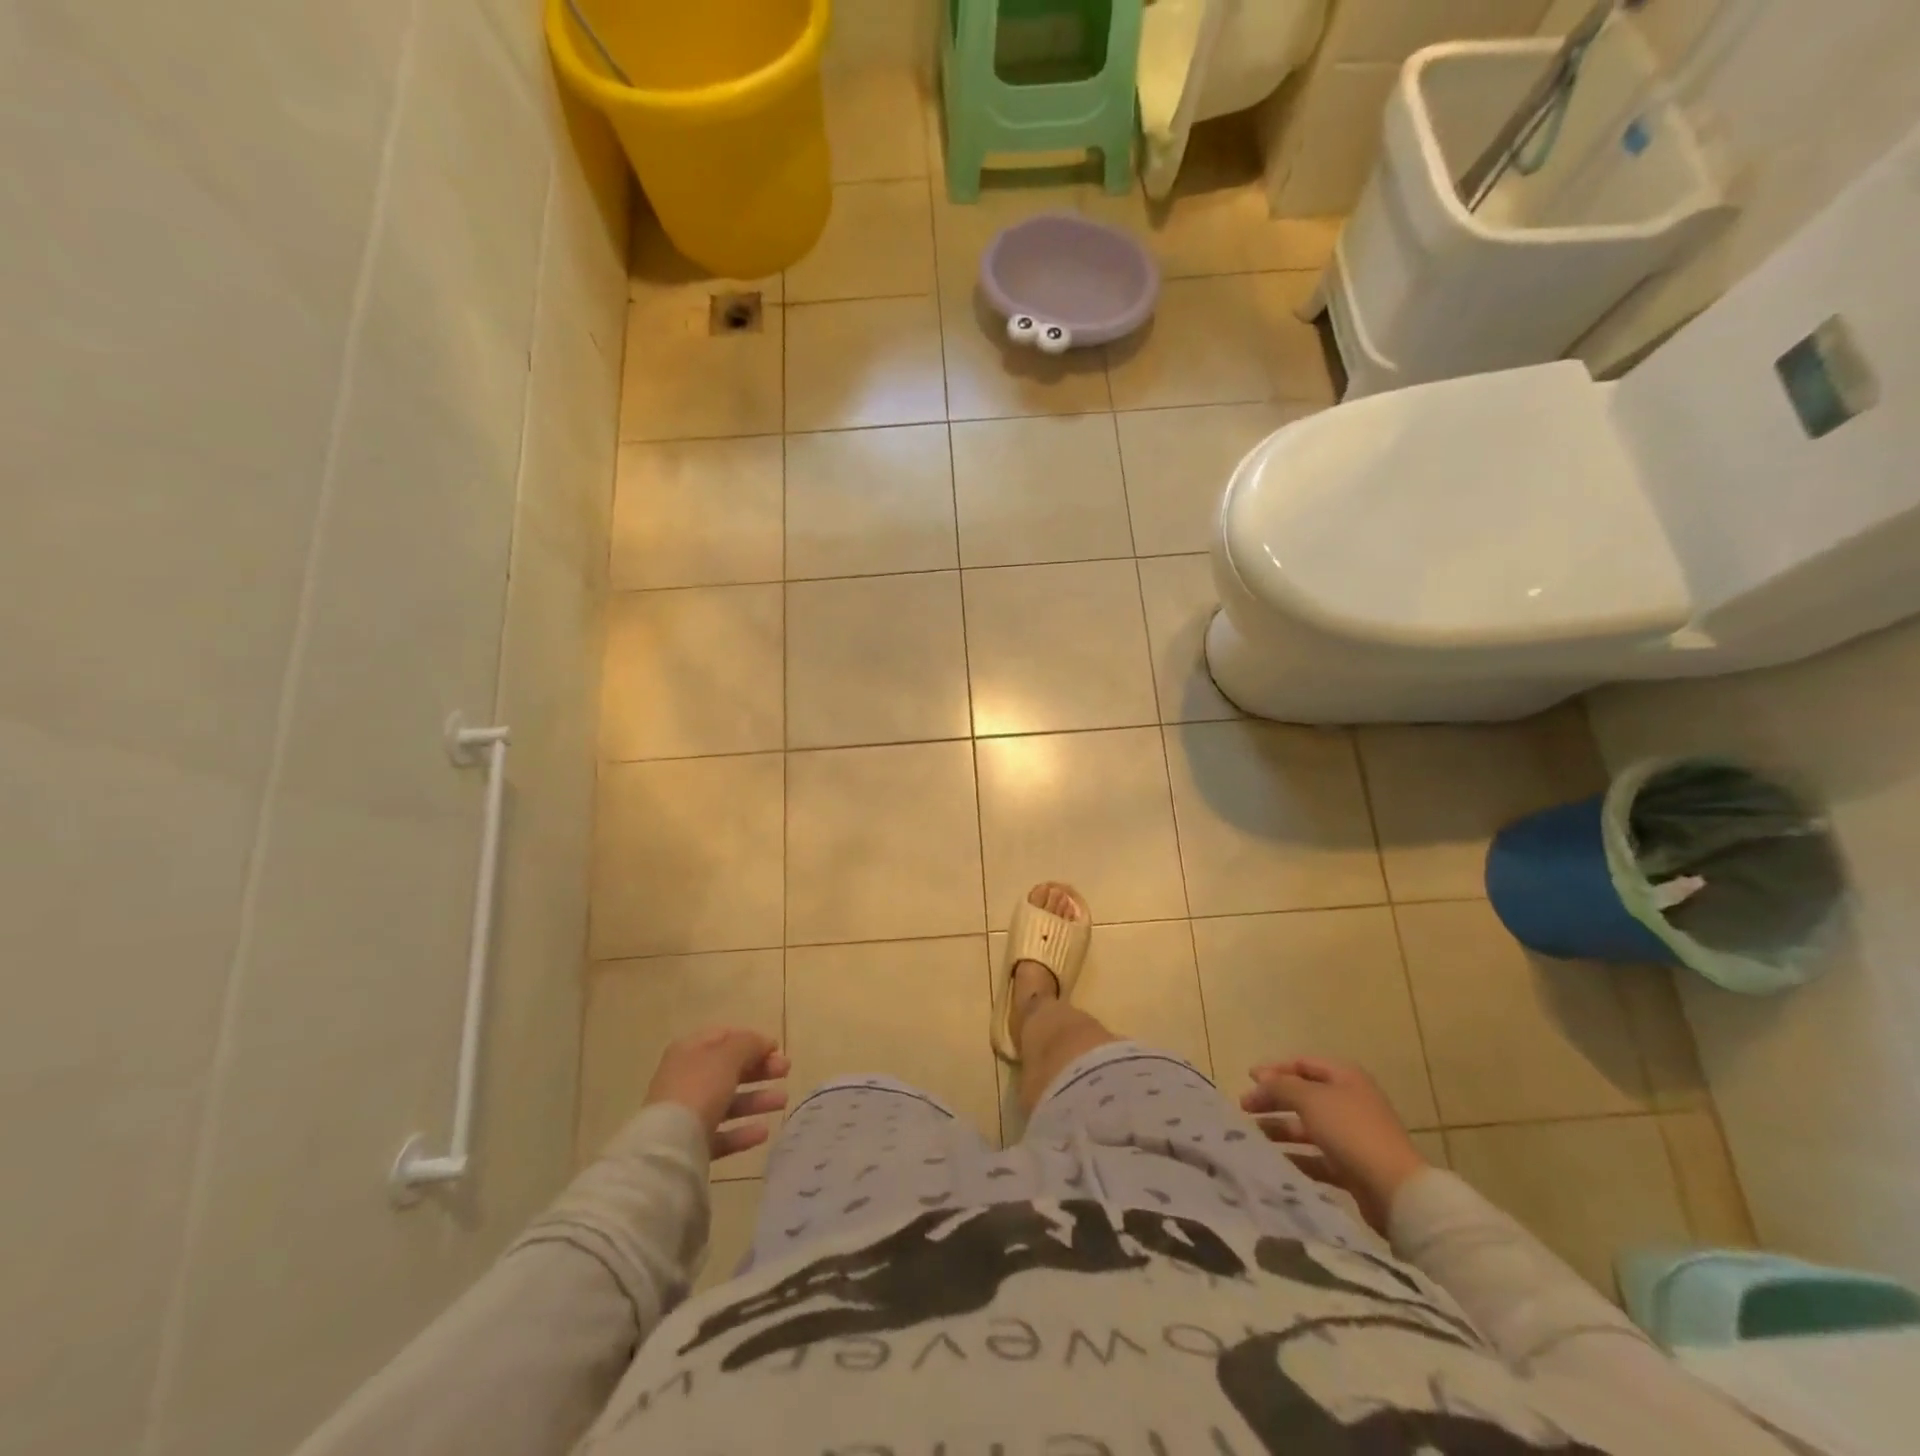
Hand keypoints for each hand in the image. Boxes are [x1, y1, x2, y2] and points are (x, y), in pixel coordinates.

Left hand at [644, 1028, 789, 1161]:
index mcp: (690, 1050)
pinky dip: (743, 1131)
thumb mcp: (729, 1056)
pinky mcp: (690, 1144)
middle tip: (786, 1071)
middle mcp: (686, 1078)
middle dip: (759, 1069)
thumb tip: (764, 1043)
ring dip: (757, 1099)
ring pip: (728, 1101)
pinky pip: (721, 1134)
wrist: (669, 1146)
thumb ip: (750, 1044)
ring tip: (782, 1102)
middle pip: (728, 1069)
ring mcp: (686, 1113)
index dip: (752, 1040)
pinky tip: (763, 1132)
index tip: (776, 1049)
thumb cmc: (700, 1088)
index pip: (724, 1037)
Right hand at [1240, 1056, 1430, 1232]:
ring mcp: (1352, 1136)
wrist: (1394, 1190)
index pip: (1303, 1064)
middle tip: (1244, 1109)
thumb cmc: (1350, 1131)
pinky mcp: (1352, 1167)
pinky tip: (1275, 1161)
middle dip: (1273, 1100)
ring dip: (1280, 1129)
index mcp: (1345, 1077)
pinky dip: (1296, 1157)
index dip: (1274, 1069)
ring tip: (1254, 1136)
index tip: (1248, 1079)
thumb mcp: (1309, 1099)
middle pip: (1303, 1096)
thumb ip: (1280, 1086)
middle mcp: (1349, 1102)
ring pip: (1308, 1127)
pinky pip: (1317, 1157)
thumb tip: (1260, 1080)